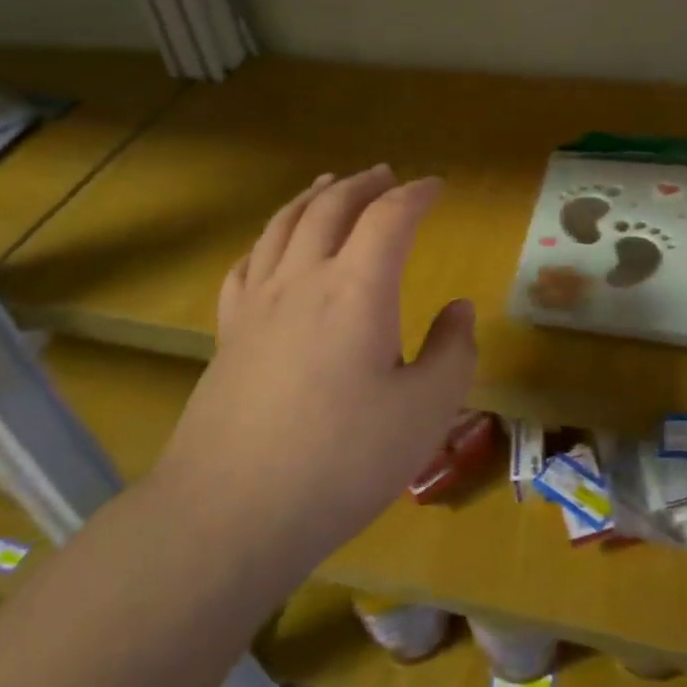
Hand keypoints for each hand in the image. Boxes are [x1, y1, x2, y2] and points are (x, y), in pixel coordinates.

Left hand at [157, 165, 476, 564]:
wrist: (231, 512)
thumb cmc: (342, 461)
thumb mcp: (425, 412)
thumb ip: (452, 352)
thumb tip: (457, 308)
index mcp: (357, 288)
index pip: (389, 217)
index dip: (416, 194)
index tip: (436, 187)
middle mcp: (303, 279)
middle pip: (331, 206)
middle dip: (363, 183)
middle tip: (385, 174)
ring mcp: (257, 303)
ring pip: (284, 224)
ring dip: (313, 196)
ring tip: (329, 183)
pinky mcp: (229, 333)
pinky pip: (247, 264)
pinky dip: (268, 239)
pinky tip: (271, 246)